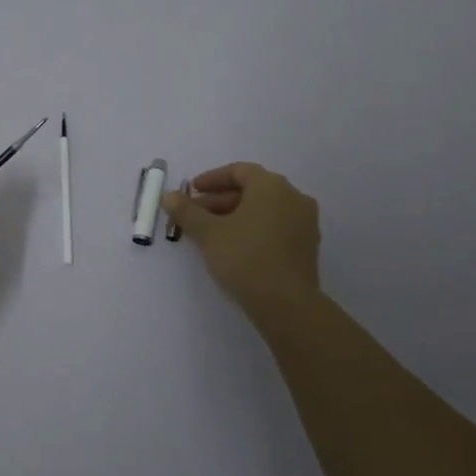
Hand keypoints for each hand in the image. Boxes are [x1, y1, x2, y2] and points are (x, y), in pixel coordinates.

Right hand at [162, 162, 322, 320]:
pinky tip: (234, 246)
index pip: (239, 171)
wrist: (286, 304)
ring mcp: (304, 222)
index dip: (211, 179)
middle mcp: (293, 197)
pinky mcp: (306, 245)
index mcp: (272, 186)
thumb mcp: (208, 233)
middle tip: (194, 215)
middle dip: (219, 200)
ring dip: (235, 215)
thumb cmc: (245, 258)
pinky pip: (275, 226)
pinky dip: (253, 228)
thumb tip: (168, 196)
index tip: (191, 192)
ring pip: (264, 209)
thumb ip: (187, 211)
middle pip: (251, 190)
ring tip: (210, 233)